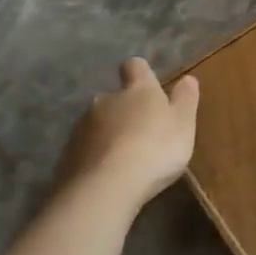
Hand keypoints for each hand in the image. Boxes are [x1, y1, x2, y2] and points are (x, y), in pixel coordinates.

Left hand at [54, 58, 199, 207]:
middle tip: (142, 132)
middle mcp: (105, 100)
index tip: (150, 87)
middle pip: (114, 97)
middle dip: (125, 110)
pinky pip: (85, 149)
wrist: (105, 188)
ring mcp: (82, 127)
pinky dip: (96, 157)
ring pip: (97, 123)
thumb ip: (185, 99)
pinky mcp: (67, 154)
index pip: (135, 66)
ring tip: (124, 159)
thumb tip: (188, 78)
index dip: (141, 74)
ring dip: (109, 134)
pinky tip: (107, 176)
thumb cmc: (155, 150)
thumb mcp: (183, 124)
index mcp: (137, 90)